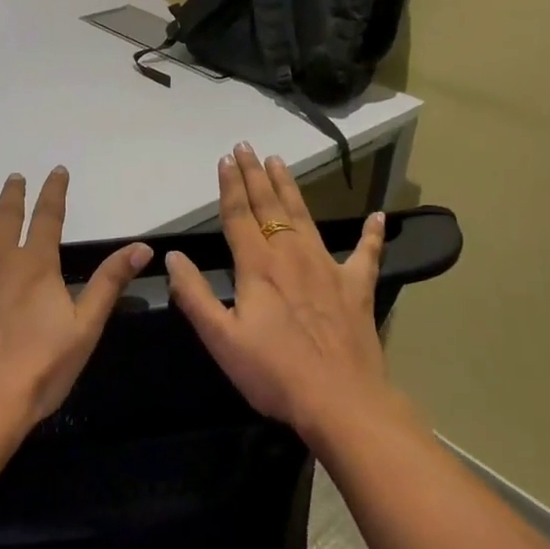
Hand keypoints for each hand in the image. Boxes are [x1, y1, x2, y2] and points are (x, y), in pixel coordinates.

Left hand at [0, 161, 152, 437]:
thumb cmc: (36, 371)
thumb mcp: (84, 329)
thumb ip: (108, 283)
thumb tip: (142, 246)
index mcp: (34, 264)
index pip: (49, 217)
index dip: (54, 192)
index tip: (57, 171)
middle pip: (5, 214)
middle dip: (12, 193)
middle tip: (13, 176)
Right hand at [165, 144, 393, 437]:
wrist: (340, 402)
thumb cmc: (274, 373)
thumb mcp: (221, 339)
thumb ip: (194, 295)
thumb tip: (172, 257)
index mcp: (258, 267)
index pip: (239, 216)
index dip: (230, 186)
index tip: (225, 159)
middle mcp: (292, 256)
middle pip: (271, 207)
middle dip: (256, 175)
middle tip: (248, 147)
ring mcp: (328, 269)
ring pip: (305, 217)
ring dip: (291, 188)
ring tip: (280, 163)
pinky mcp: (356, 288)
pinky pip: (366, 254)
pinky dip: (372, 235)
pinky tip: (377, 215)